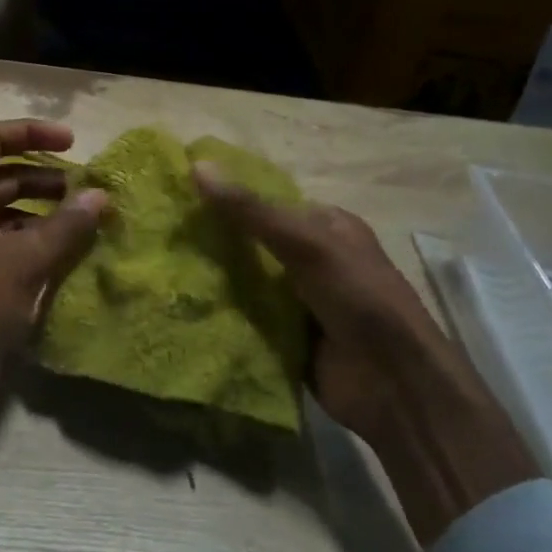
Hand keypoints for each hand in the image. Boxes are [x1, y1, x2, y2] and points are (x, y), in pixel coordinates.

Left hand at [0, 120, 106, 466]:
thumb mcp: (26, 259)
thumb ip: (67, 224)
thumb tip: (100, 195)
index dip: (32, 132)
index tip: (74, 142)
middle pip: (0, 173)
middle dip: (44, 176)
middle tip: (86, 187)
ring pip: (4, 207)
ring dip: (42, 208)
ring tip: (83, 217)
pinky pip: (2, 237)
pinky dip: (32, 236)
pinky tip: (64, 249)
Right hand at [193, 165, 538, 544]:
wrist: (393, 384)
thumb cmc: (359, 298)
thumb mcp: (307, 245)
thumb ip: (252, 211)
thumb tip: (196, 166)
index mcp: (326, 227)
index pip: (267, 203)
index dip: (226, 197)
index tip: (177, 194)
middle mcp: (311, 260)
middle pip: (252, 243)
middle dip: (213, 240)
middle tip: (158, 233)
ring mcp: (298, 301)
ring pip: (245, 281)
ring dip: (212, 279)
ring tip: (157, 266)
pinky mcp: (284, 337)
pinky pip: (245, 319)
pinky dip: (220, 314)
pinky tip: (179, 307)